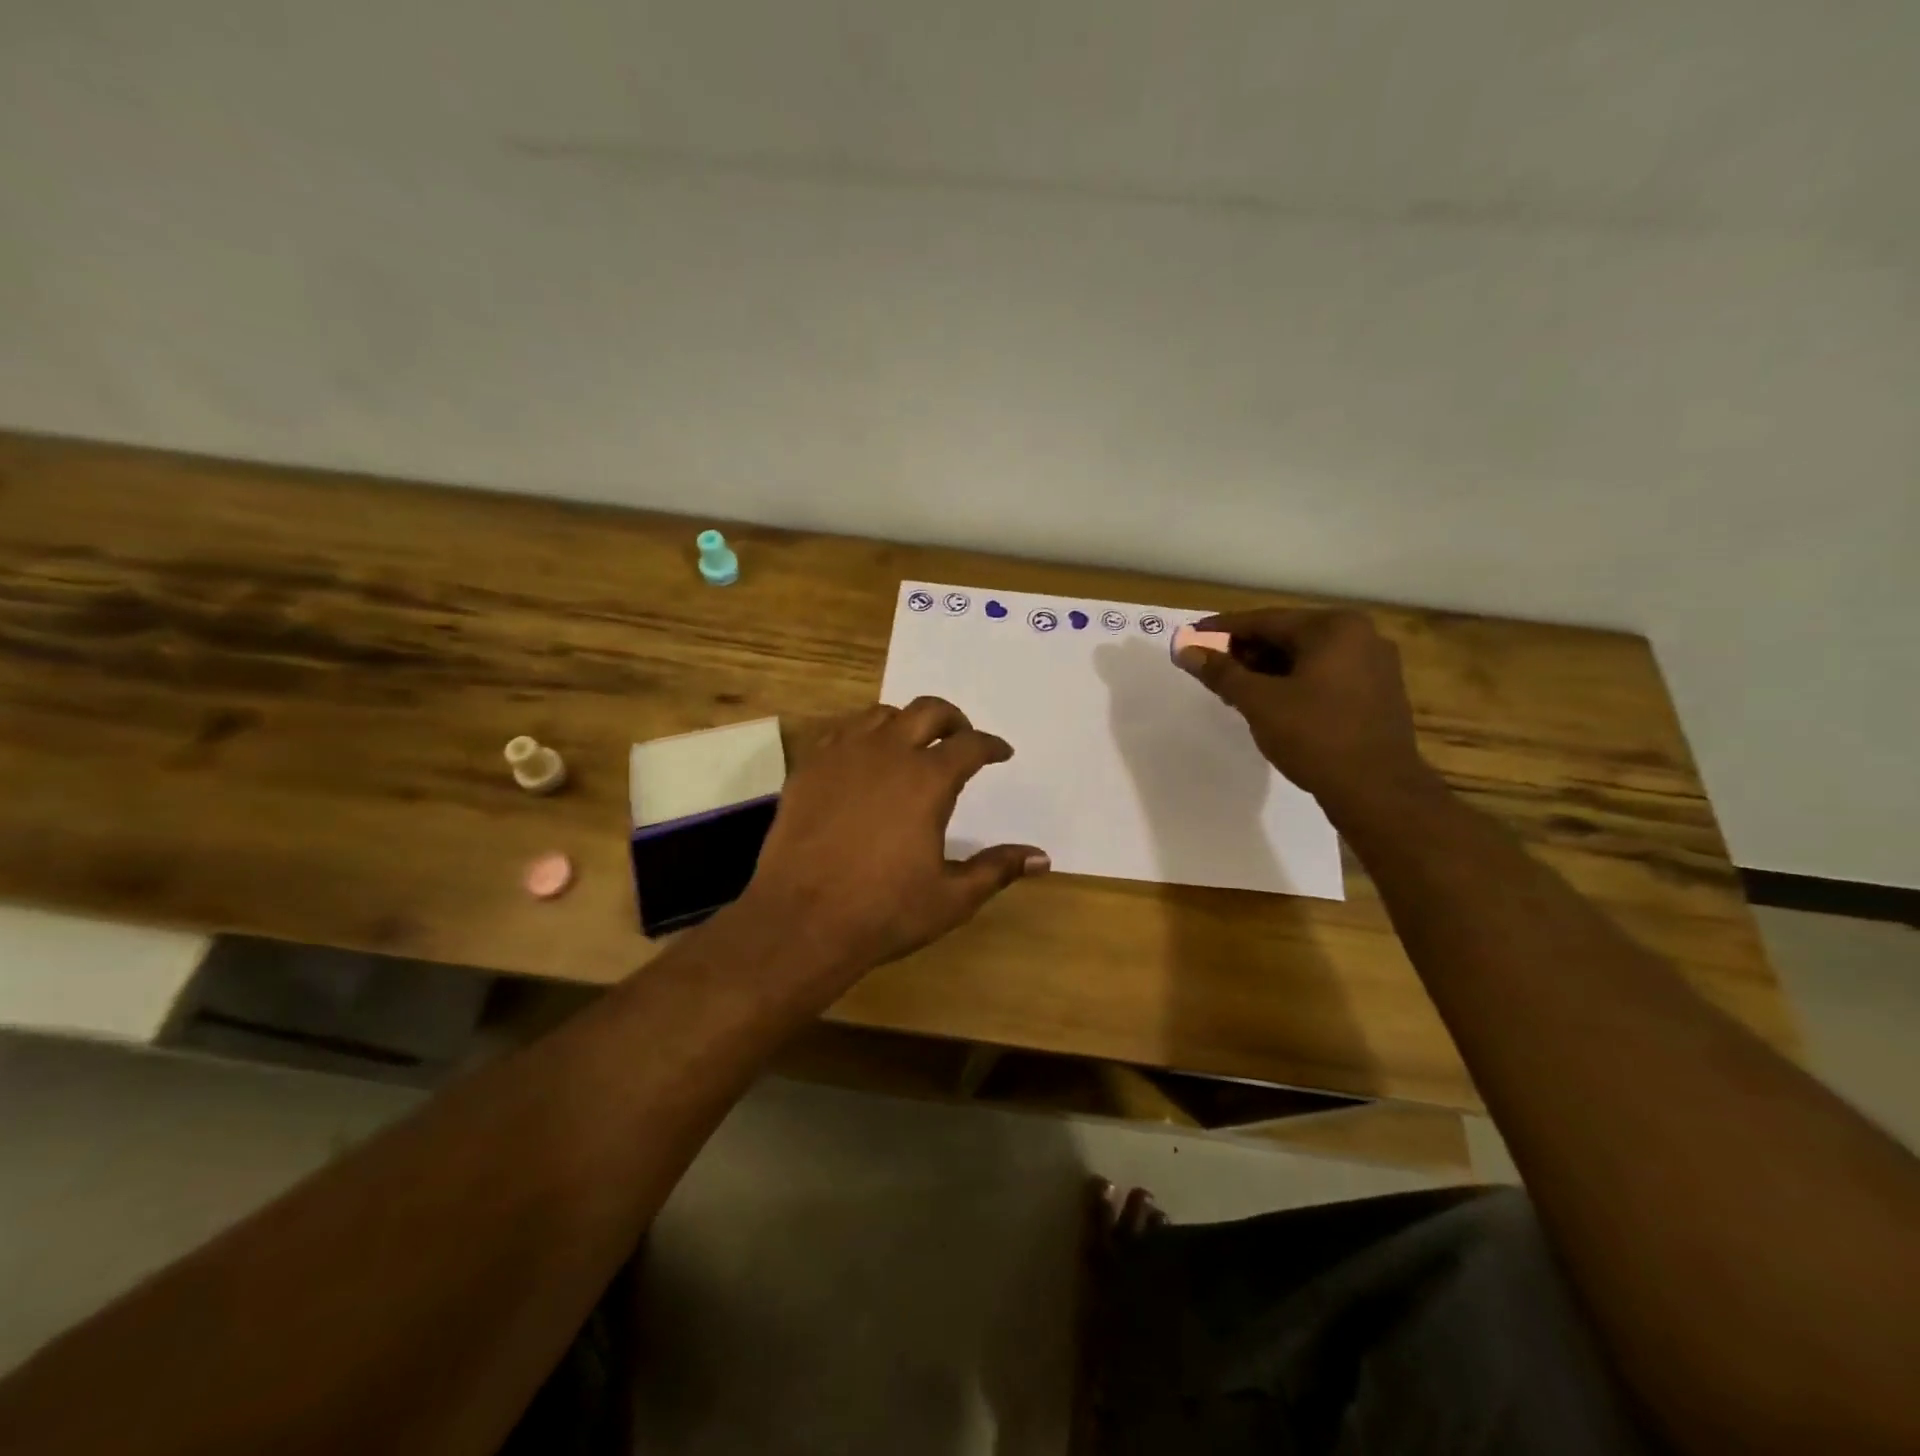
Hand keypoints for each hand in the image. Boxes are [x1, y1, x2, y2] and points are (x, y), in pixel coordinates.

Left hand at [741, 698, 1048, 979]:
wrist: (801, 921)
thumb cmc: (884, 911)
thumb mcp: (951, 898)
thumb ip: (997, 869)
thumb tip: (1042, 858)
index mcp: (928, 780)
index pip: (970, 745)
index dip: (991, 745)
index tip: (1001, 752)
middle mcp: (887, 753)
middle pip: (927, 711)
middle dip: (952, 719)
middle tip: (960, 737)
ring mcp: (842, 755)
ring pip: (881, 715)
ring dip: (906, 722)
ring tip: (912, 745)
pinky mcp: (809, 768)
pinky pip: (841, 732)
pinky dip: (863, 735)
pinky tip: (864, 759)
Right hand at [1175, 608, 1431, 814]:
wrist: (1377, 791)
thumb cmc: (1315, 737)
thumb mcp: (1259, 702)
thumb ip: (1221, 672)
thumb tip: (1186, 651)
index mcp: (1334, 628)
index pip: (1266, 621)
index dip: (1224, 629)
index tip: (1193, 635)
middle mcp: (1361, 636)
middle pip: (1288, 636)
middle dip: (1247, 652)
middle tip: (1213, 670)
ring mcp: (1376, 665)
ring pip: (1307, 657)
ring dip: (1269, 670)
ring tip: (1238, 692)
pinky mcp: (1379, 692)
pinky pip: (1326, 675)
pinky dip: (1295, 683)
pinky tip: (1273, 704)